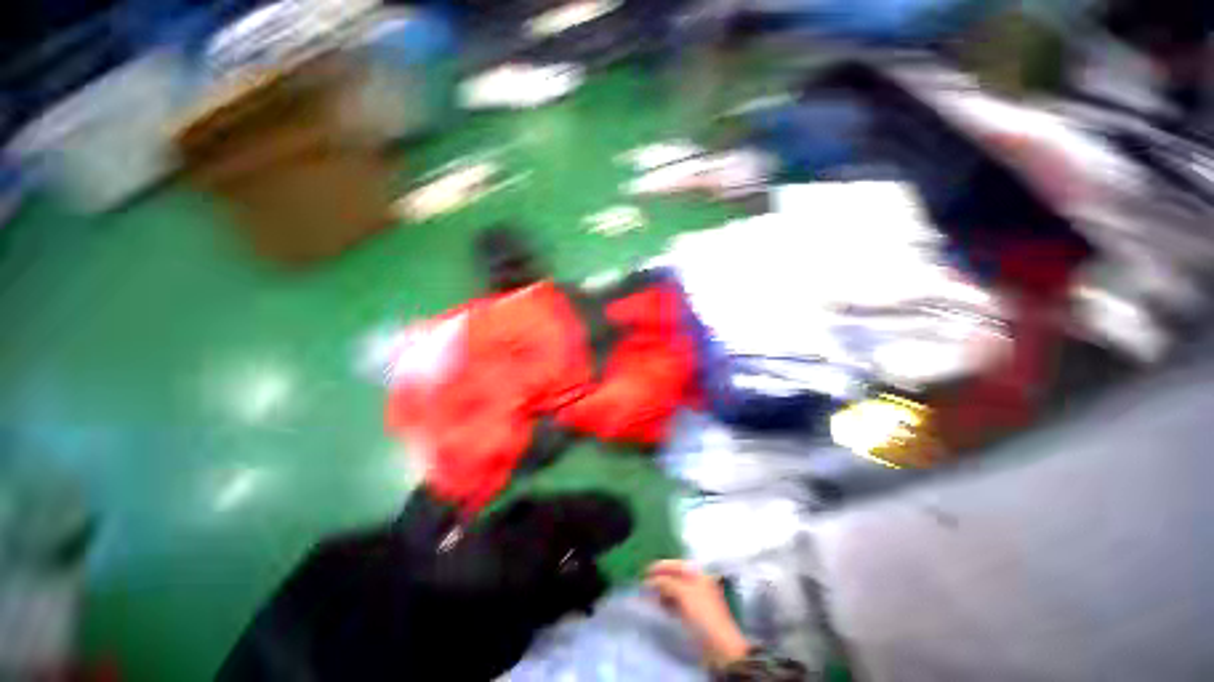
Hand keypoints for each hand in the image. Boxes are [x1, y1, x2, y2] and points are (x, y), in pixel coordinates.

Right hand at [646, 560, 749, 666]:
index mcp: (698, 574)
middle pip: (675, 577)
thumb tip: (650, 580)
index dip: (661, 566)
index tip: (646, 571)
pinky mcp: (694, 614)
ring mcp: (696, 599)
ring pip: (675, 590)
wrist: (720, 646)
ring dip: (662, 592)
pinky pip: (677, 603)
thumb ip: (666, 583)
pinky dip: (667, 603)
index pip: (676, 564)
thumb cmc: (703, 614)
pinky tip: (660, 607)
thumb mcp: (683, 594)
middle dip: (660, 580)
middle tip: (645, 585)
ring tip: (649, 597)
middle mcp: (697, 583)